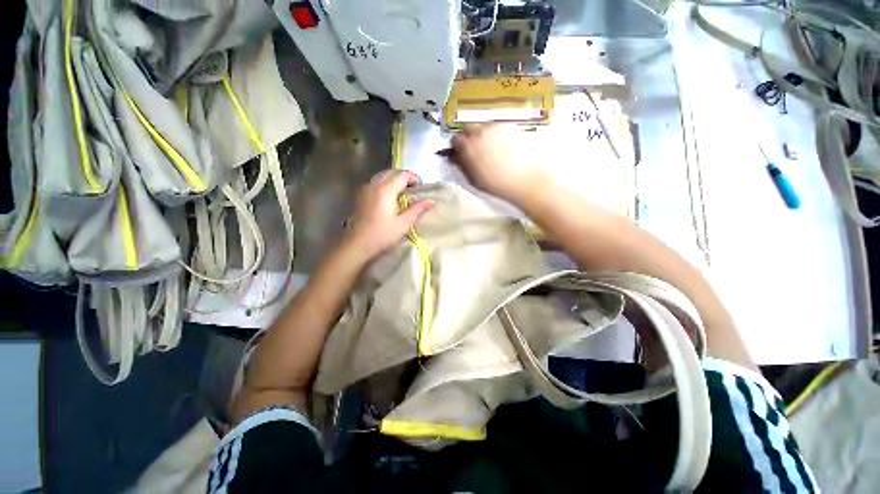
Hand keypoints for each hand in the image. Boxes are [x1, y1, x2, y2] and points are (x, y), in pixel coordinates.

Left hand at [340, 170, 432, 263]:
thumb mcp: (403, 224)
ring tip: (404, 193)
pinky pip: (376, 182)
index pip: (402, 174)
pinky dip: (386, 184)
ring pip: (383, 176)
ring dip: (395, 180)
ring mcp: (365, 189)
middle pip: (392, 172)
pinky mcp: (361, 196)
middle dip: (405, 177)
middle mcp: (374, 184)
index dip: (414, 178)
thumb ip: (417, 210)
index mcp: (385, 190)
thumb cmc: (381, 235)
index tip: (421, 189)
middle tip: (414, 190)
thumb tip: (431, 202)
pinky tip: (390, 198)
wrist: (356, 244)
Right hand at [449, 124, 547, 204]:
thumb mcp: (472, 178)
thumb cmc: (493, 183)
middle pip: (468, 127)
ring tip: (492, 147)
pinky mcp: (508, 125)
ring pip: (483, 126)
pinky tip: (504, 145)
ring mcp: (493, 127)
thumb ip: (461, 164)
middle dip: (469, 136)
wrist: (520, 178)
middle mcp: (478, 132)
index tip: (463, 153)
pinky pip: (497, 127)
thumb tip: (455, 156)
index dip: (459, 147)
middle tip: (477, 148)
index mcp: (467, 146)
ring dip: (483, 134)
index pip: (456, 140)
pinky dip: (497, 133)